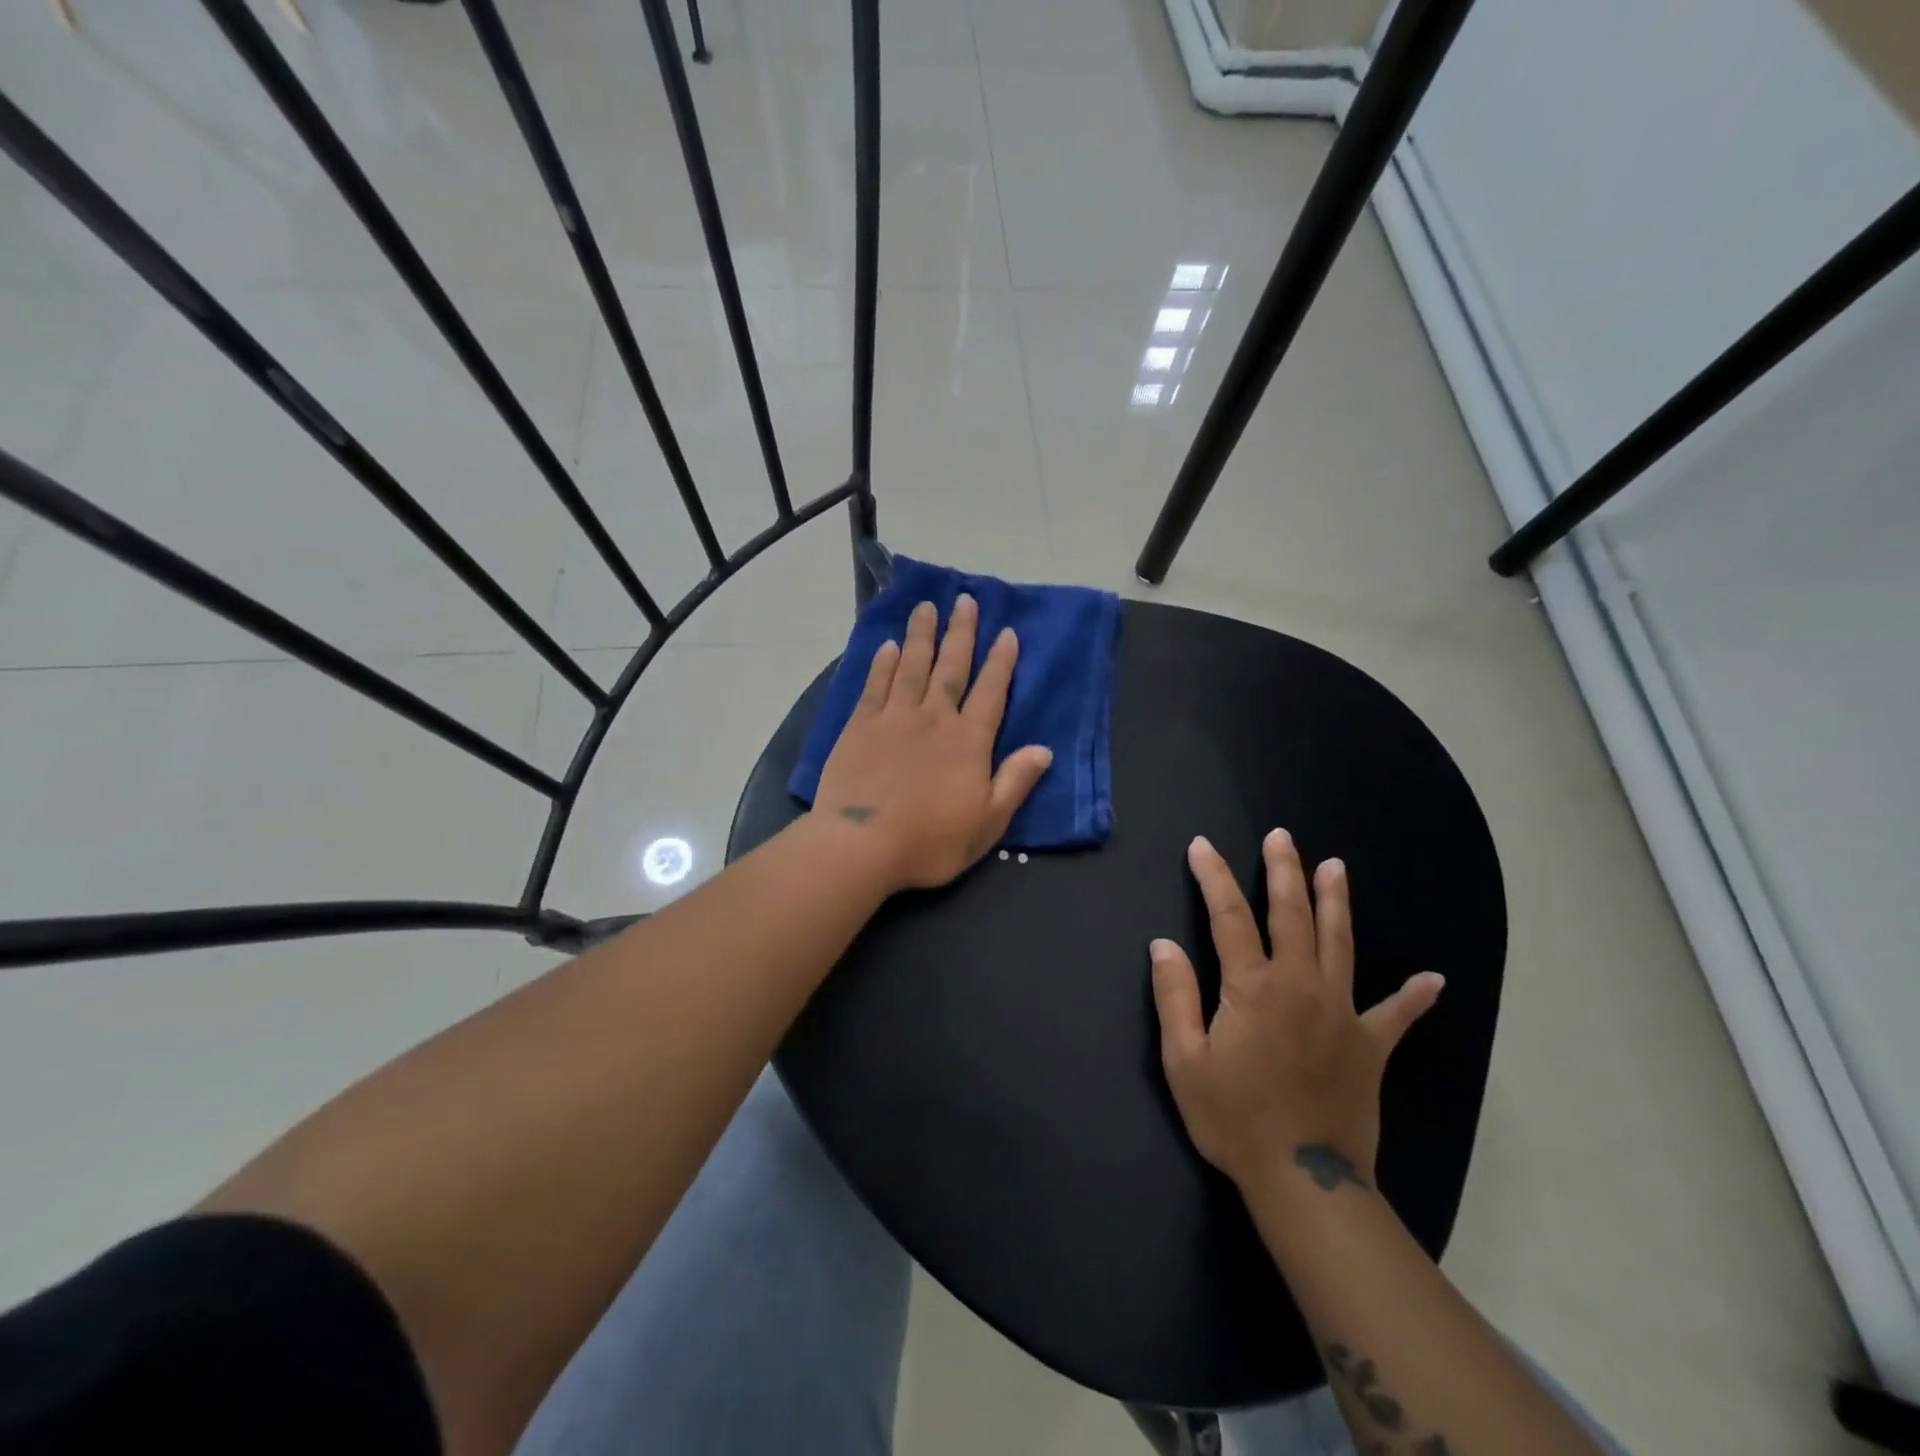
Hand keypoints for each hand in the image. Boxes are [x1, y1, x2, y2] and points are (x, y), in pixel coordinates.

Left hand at [814, 595, 1053, 892]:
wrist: (862, 845)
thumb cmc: (930, 841)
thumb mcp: (988, 822)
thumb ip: (1015, 782)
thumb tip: (1044, 750)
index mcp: (968, 741)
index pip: (991, 692)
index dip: (1001, 662)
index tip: (1007, 633)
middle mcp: (934, 718)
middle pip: (951, 667)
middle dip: (961, 632)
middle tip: (965, 600)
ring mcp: (894, 718)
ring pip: (912, 666)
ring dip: (921, 635)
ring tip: (926, 607)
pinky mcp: (860, 725)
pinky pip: (875, 685)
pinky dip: (883, 664)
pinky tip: (888, 647)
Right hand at [1149, 831, 1443, 1194]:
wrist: (1305, 1181)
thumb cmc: (1235, 1118)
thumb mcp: (1184, 1060)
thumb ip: (1174, 996)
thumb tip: (1164, 944)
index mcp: (1253, 986)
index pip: (1229, 916)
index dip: (1213, 877)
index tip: (1202, 846)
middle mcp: (1300, 985)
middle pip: (1291, 914)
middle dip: (1283, 871)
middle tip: (1281, 836)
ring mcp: (1342, 1012)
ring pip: (1340, 943)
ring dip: (1335, 901)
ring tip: (1335, 866)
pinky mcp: (1371, 1046)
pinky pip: (1396, 1015)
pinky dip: (1413, 996)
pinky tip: (1433, 980)